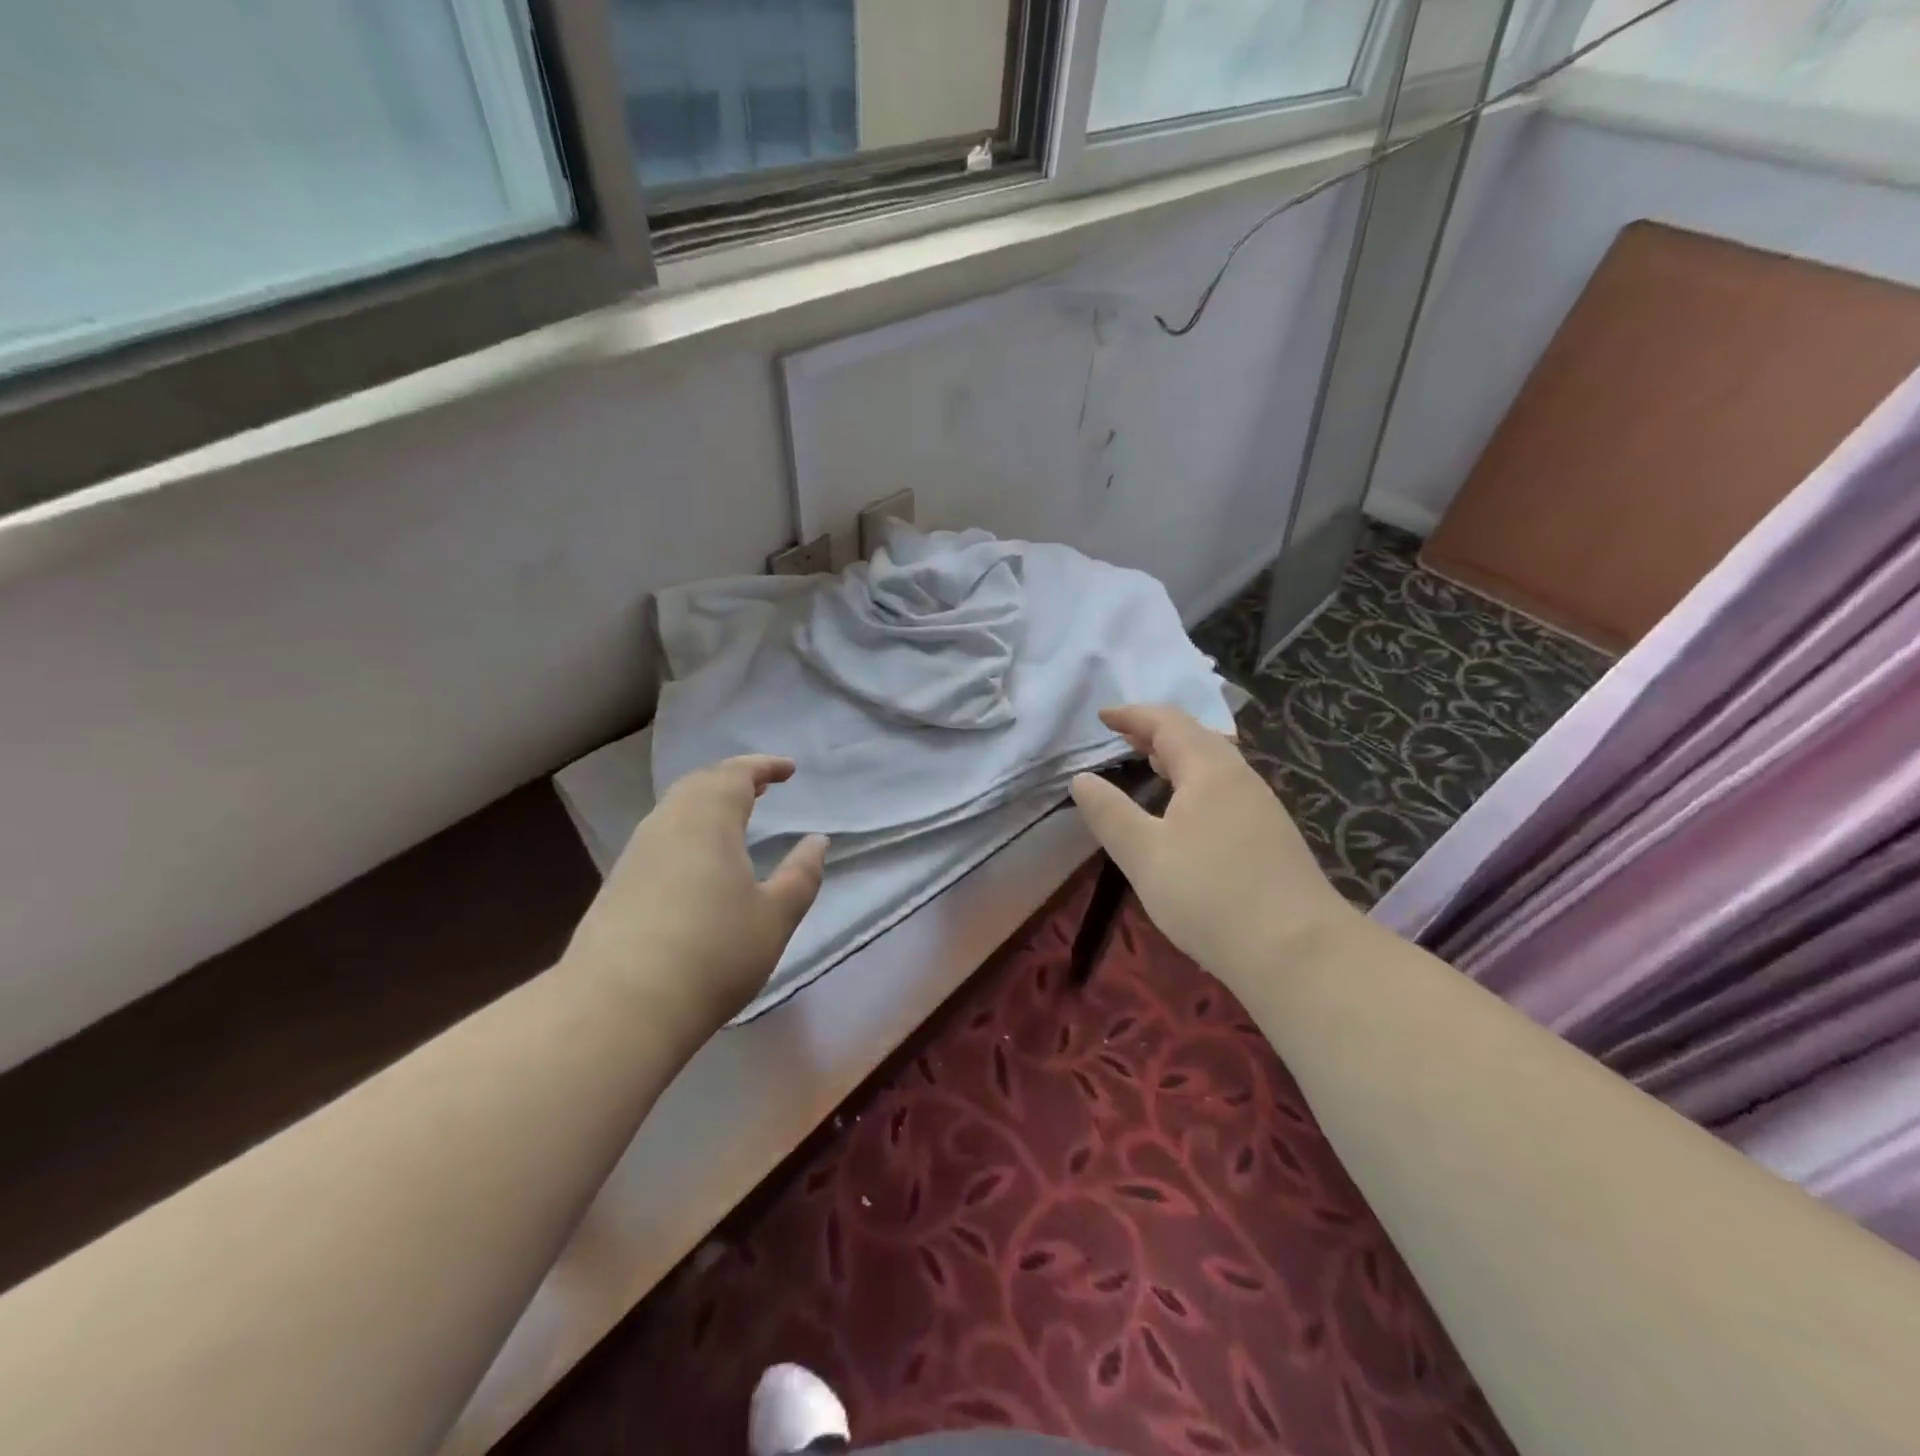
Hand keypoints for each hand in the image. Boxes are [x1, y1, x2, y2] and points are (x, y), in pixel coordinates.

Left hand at [563, 756, 827, 1035]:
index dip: (764, 767)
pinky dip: (688, 829)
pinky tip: (697, 859)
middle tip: (761, 786)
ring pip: (674, 810)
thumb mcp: (774, 917)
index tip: (789, 770)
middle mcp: (667, 825)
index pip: (736, 775)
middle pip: (699, 784)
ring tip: (734, 816)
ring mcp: (636, 855)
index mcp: (708, 821)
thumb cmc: (713, 954)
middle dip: (733, 778)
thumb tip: (817, 841)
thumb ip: (801, 875)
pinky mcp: (617, 885)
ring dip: (707, 803)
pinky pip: (660, 836)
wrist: (618, 1008)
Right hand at [1070, 705, 1356, 989]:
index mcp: (1209, 770)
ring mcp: (1262, 808)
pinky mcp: (1272, 838)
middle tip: (1125, 738)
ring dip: (1180, 758)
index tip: (1102, 716)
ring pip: (1216, 765)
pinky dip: (1197, 784)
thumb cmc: (1209, 894)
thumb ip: (1109, 813)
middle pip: (1197, 738)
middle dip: (1157, 733)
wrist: (1297, 951)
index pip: (1167, 723)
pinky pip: (1227, 790)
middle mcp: (1240, 778)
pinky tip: (1188, 813)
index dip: (1133, 715)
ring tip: (1152, 768)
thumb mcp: (1143, 854)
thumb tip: (1082, 778)